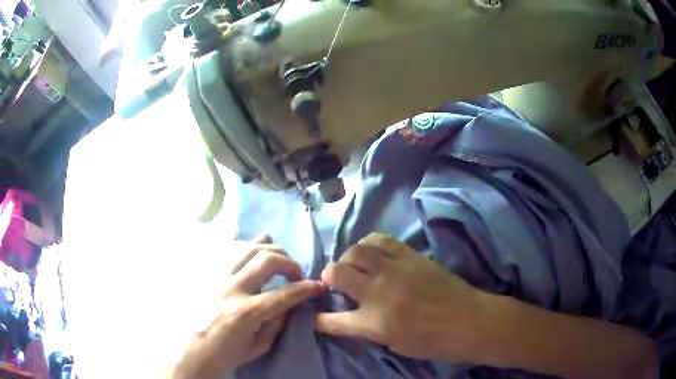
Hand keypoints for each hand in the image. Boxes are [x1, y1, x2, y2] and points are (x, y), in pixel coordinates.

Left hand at [170, 234, 325, 378]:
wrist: (193, 349)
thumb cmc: (227, 353)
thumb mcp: (258, 346)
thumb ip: (277, 323)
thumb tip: (289, 302)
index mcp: (246, 313)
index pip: (284, 293)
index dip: (307, 288)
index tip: (318, 285)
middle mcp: (232, 289)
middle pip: (267, 260)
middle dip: (290, 263)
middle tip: (297, 273)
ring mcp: (218, 277)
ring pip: (249, 249)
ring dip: (272, 250)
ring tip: (281, 261)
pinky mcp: (211, 274)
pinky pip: (233, 252)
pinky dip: (251, 247)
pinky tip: (259, 253)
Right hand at [315, 233, 483, 361]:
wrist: (469, 321)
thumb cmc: (433, 342)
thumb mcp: (394, 344)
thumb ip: (369, 328)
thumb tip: (354, 314)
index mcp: (373, 323)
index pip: (332, 320)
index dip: (318, 318)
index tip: (313, 315)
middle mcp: (378, 292)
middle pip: (336, 273)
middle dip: (327, 277)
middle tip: (334, 282)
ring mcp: (394, 270)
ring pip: (356, 251)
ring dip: (348, 258)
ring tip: (354, 265)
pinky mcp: (410, 255)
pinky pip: (381, 239)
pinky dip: (369, 243)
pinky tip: (372, 251)